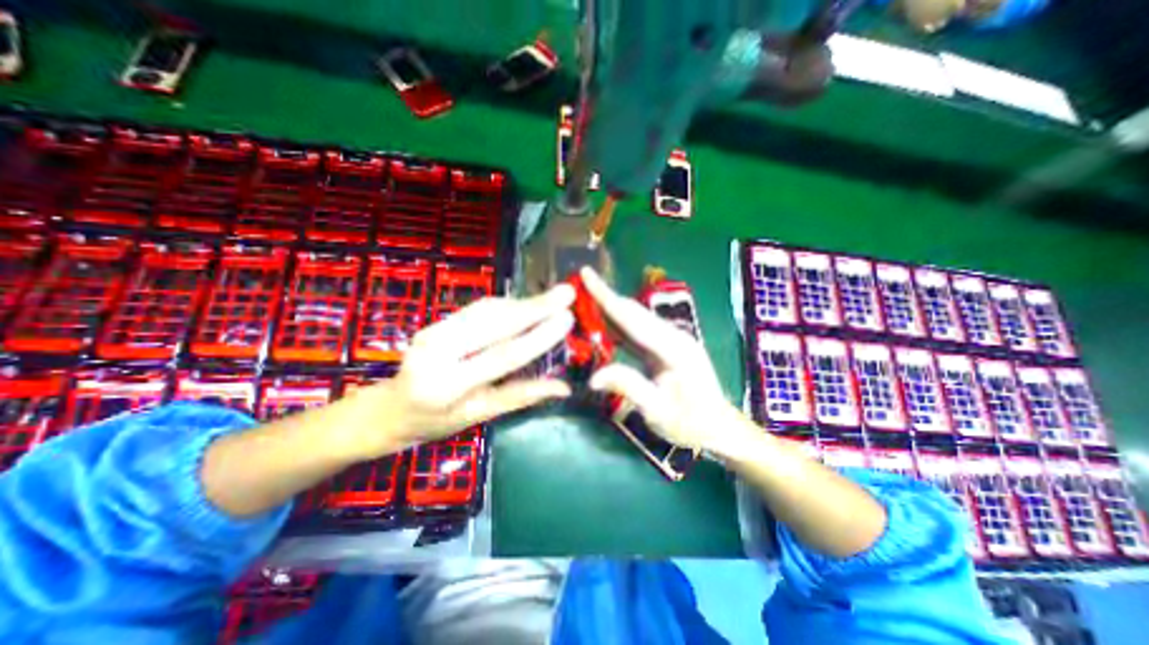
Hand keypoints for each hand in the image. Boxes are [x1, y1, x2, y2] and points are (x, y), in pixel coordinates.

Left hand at [337, 286, 573, 459]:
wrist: (391, 409)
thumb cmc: (436, 421)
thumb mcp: (480, 415)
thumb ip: (521, 396)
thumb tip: (563, 387)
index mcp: (448, 385)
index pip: (502, 356)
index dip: (537, 337)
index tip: (566, 319)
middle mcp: (437, 351)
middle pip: (494, 323)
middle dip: (535, 306)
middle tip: (566, 293)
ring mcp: (432, 331)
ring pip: (486, 310)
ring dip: (523, 302)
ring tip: (553, 297)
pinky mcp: (435, 322)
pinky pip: (477, 309)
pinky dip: (506, 304)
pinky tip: (526, 303)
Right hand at [585, 267, 744, 453]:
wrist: (718, 427)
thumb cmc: (692, 424)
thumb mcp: (658, 412)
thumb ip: (628, 387)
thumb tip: (593, 376)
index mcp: (673, 348)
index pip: (631, 318)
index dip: (606, 297)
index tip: (586, 275)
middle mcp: (672, 336)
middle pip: (632, 311)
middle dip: (604, 296)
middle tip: (577, 284)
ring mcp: (669, 340)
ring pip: (633, 319)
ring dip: (609, 308)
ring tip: (583, 299)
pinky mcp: (664, 347)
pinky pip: (636, 332)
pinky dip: (617, 325)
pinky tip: (601, 322)